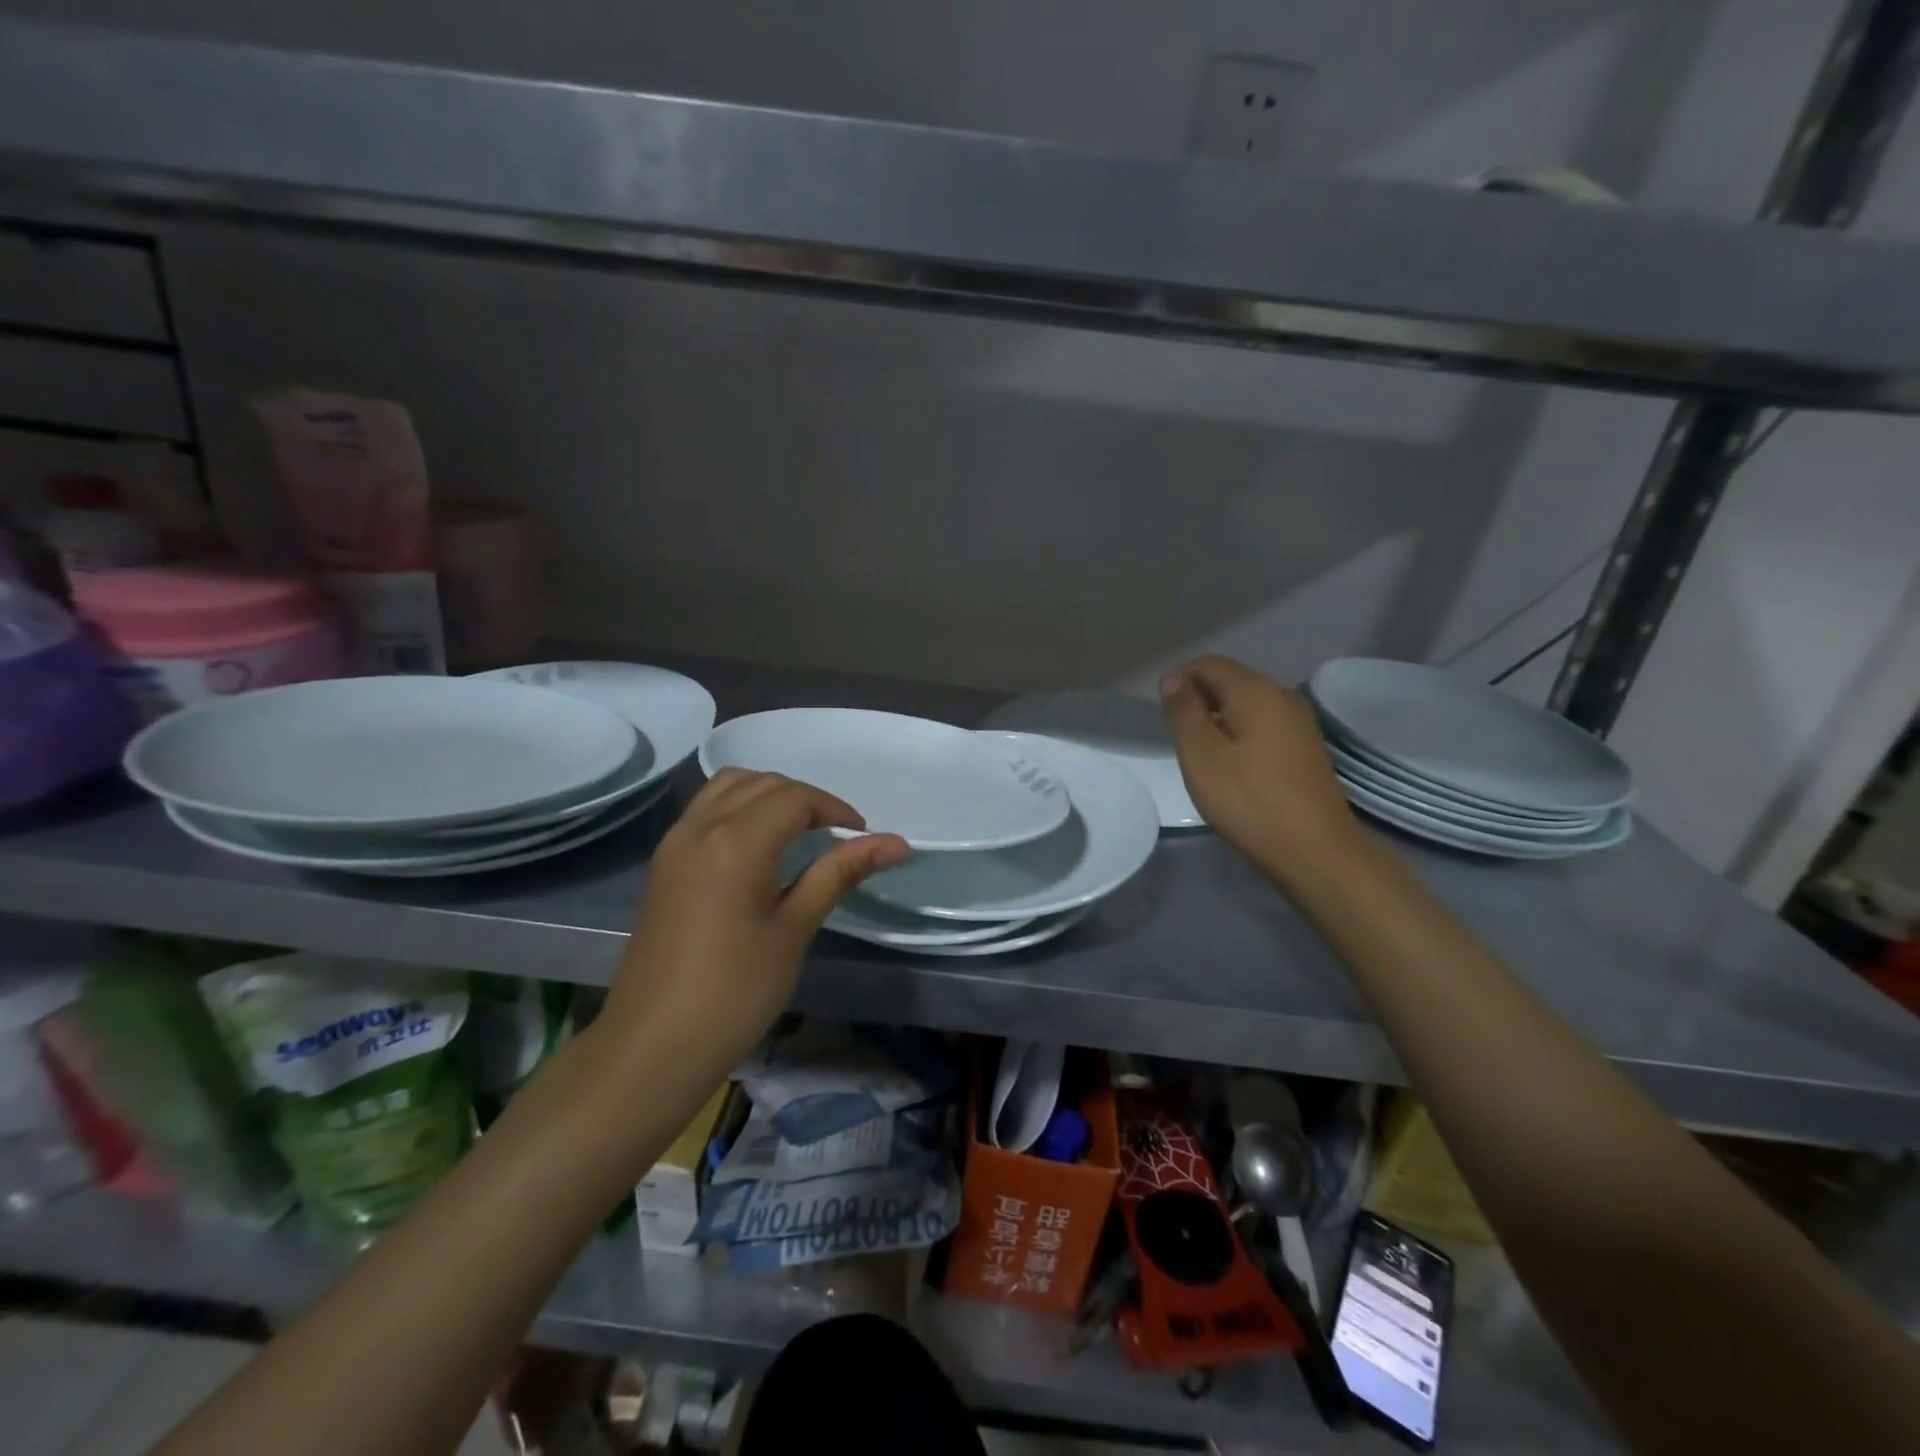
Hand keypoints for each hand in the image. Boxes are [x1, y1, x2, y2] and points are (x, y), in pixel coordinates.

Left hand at [604, 770, 909, 1067]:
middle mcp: (701, 826)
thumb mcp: (795, 929)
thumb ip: (840, 873)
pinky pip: (706, 809)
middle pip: (763, 784)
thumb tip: (896, 842)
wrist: (652, 1045)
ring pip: (729, 787)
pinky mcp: (664, 862)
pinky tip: (757, 847)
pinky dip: (739, 807)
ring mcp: (675, 842)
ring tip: (798, 834)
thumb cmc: (735, 991)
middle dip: (806, 800)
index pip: (796, 798)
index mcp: (737, 841)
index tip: (861, 840)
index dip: (835, 810)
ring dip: (769, 795)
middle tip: (837, 838)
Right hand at [1160, 655, 1364, 883]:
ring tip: (1199, 751)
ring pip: (1248, 704)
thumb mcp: (1200, 754)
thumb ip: (1184, 710)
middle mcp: (1283, 696)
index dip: (1178, 678)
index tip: (1160, 710)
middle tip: (1176, 734)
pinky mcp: (1307, 749)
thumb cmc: (1247, 800)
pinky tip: (1231, 765)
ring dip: (1218, 717)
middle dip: (1198, 697)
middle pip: (1231, 680)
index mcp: (1256, 691)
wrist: (1315, 851)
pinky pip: (1264, 725)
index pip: (1209, 664)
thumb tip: (1174, 679)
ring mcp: (1300, 723)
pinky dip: (1240, 733)